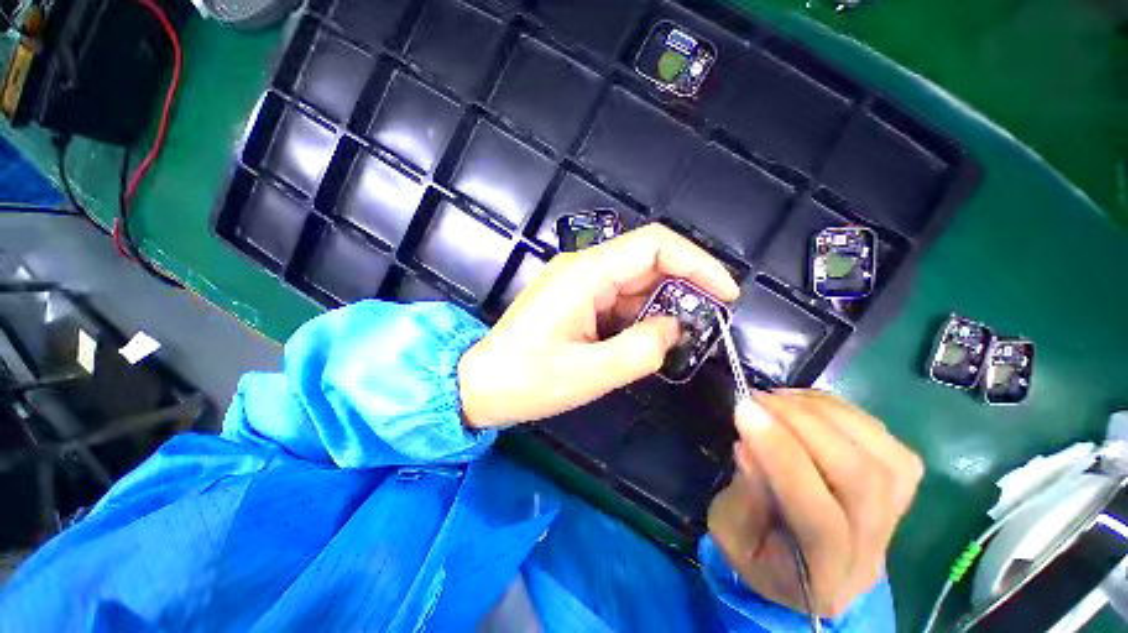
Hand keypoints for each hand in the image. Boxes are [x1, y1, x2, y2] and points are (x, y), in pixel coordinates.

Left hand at [458, 224, 738, 427]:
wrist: (480, 385)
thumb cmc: (528, 381)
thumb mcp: (594, 373)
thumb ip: (644, 348)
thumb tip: (674, 327)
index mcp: (585, 274)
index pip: (654, 245)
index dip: (697, 263)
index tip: (726, 295)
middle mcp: (582, 267)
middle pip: (647, 260)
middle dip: (684, 287)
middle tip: (707, 323)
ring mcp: (576, 281)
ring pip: (634, 281)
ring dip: (660, 305)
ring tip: (675, 338)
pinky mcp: (574, 297)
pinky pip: (617, 297)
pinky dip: (638, 314)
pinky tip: (644, 337)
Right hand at [708, 390, 922, 616]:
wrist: (799, 566)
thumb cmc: (755, 552)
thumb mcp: (728, 533)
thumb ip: (742, 499)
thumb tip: (749, 450)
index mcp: (824, 577)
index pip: (820, 520)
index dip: (782, 457)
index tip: (744, 411)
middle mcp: (871, 552)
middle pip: (861, 481)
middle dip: (803, 425)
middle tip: (757, 399)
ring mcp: (895, 517)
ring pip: (881, 455)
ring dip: (822, 414)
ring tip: (777, 399)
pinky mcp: (900, 485)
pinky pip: (884, 439)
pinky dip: (840, 412)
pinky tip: (803, 405)